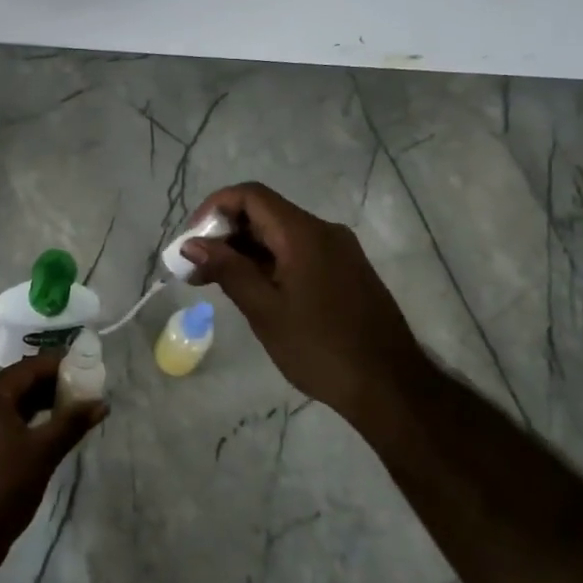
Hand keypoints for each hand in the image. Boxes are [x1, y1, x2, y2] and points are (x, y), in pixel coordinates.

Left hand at [0, 354, 105, 558]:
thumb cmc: (5, 486)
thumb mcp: (44, 452)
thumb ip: (72, 423)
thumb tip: (101, 403)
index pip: (28, 368)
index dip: (57, 365)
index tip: (84, 367)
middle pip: (16, 383)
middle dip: (48, 385)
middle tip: (80, 391)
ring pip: (6, 403)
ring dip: (35, 403)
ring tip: (67, 411)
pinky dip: (20, 419)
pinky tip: (41, 432)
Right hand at [181, 181, 421, 413]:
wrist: (391, 387)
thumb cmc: (320, 348)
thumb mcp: (265, 310)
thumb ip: (227, 270)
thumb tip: (192, 244)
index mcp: (303, 233)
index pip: (250, 195)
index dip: (214, 208)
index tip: (192, 242)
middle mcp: (323, 231)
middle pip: (264, 213)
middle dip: (225, 234)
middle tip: (196, 270)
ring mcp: (339, 251)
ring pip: (280, 235)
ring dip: (244, 251)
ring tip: (216, 284)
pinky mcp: (345, 271)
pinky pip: (298, 252)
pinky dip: (268, 263)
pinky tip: (253, 292)